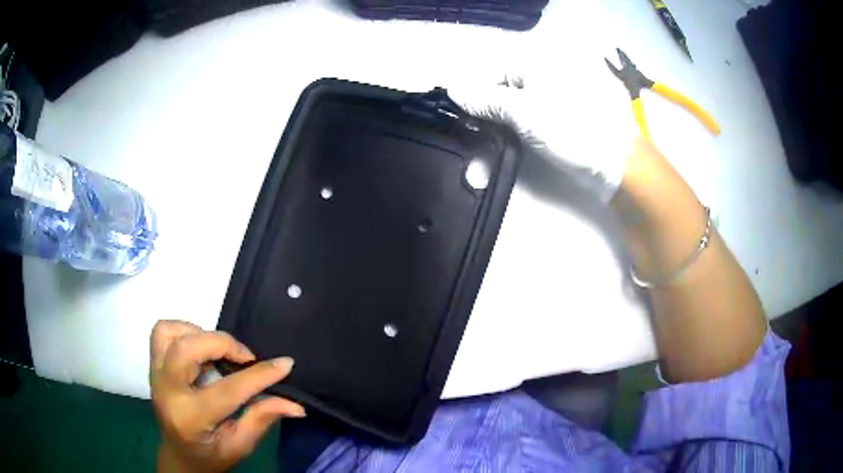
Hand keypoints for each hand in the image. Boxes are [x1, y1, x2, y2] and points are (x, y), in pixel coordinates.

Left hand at [150, 320, 304, 472]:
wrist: (179, 456)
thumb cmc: (211, 455)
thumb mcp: (240, 446)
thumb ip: (262, 419)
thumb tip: (295, 405)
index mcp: (191, 419)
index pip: (227, 390)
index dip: (259, 375)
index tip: (285, 364)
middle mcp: (168, 392)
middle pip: (186, 350)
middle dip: (222, 344)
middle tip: (245, 357)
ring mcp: (155, 375)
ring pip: (169, 334)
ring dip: (199, 334)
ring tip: (218, 352)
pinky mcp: (153, 365)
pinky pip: (162, 332)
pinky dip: (183, 331)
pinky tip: (200, 348)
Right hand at [447, 76, 638, 201]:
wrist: (615, 163)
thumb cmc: (571, 130)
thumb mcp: (523, 111)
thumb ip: (486, 99)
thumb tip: (453, 90)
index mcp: (538, 62)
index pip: (493, 72)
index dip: (476, 94)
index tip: (464, 118)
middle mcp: (546, 73)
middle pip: (505, 87)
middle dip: (489, 108)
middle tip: (478, 131)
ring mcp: (557, 95)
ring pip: (518, 103)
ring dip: (504, 120)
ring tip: (495, 138)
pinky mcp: (563, 116)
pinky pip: (533, 115)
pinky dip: (520, 127)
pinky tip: (515, 140)